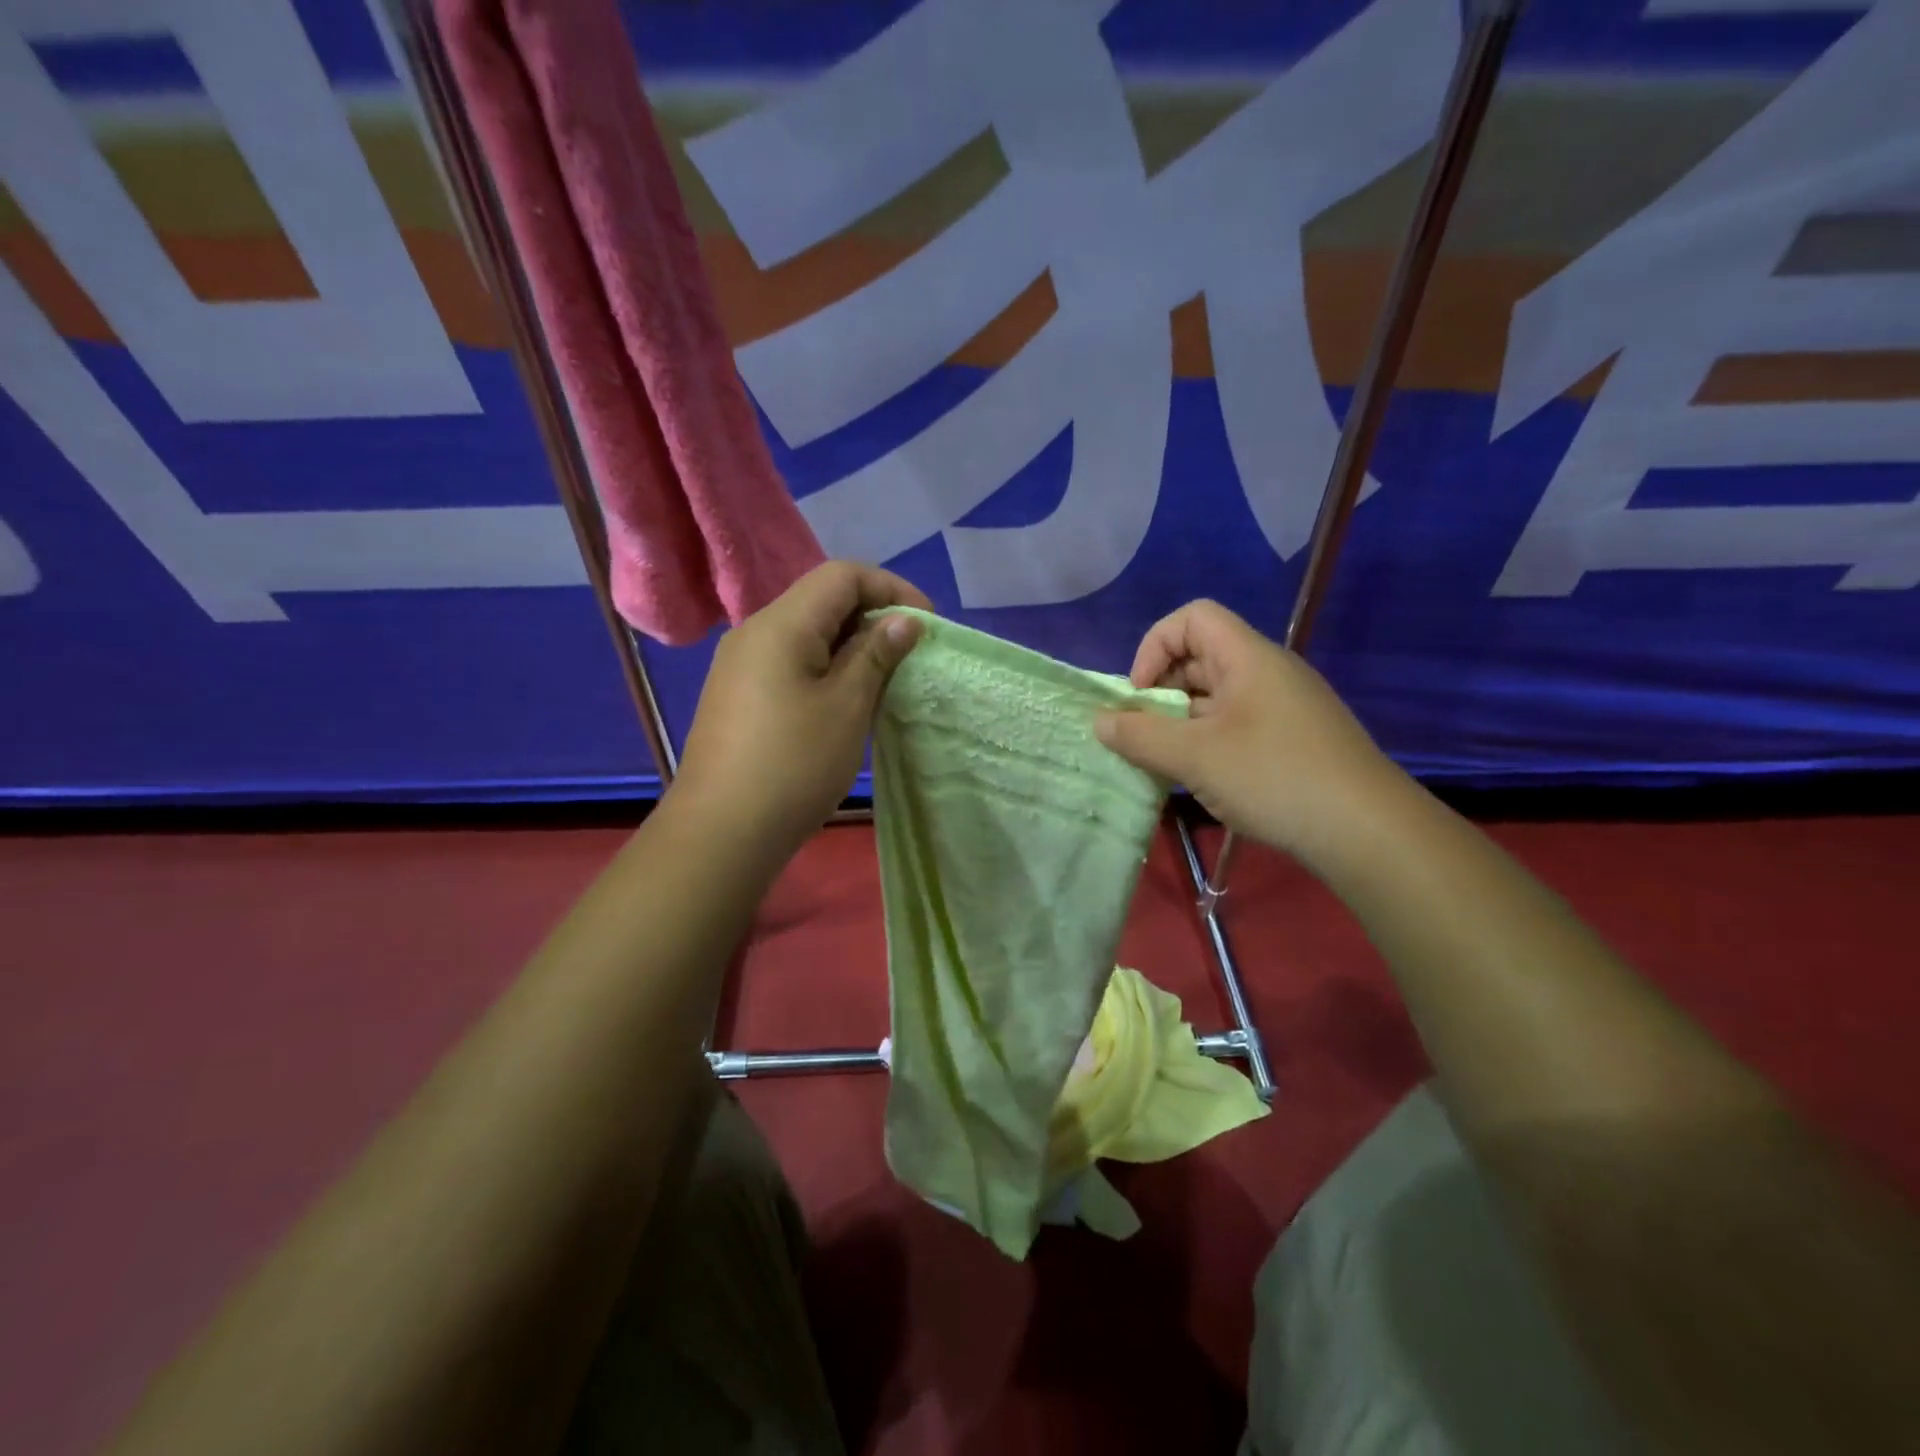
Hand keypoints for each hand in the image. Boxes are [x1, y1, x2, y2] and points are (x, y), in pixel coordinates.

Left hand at [675, 561, 929, 856]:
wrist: (721, 831)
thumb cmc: (794, 764)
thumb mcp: (847, 706)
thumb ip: (876, 654)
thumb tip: (904, 620)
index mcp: (781, 623)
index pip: (843, 575)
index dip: (891, 589)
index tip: (925, 626)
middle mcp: (755, 631)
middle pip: (823, 600)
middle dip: (873, 617)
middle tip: (909, 656)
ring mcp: (742, 664)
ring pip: (808, 633)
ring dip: (852, 646)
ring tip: (884, 681)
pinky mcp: (740, 694)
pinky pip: (791, 661)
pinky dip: (827, 668)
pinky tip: (845, 703)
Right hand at [1094, 600, 1400, 867]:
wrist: (1367, 830)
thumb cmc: (1274, 777)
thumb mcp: (1194, 757)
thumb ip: (1140, 735)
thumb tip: (1100, 721)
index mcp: (1248, 658)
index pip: (1192, 618)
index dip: (1155, 646)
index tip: (1140, 695)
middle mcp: (1267, 672)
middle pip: (1200, 657)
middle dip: (1161, 690)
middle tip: (1144, 733)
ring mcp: (1283, 707)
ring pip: (1216, 696)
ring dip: (1181, 722)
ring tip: (1166, 761)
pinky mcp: (1293, 739)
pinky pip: (1236, 724)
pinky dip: (1207, 741)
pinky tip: (1203, 778)